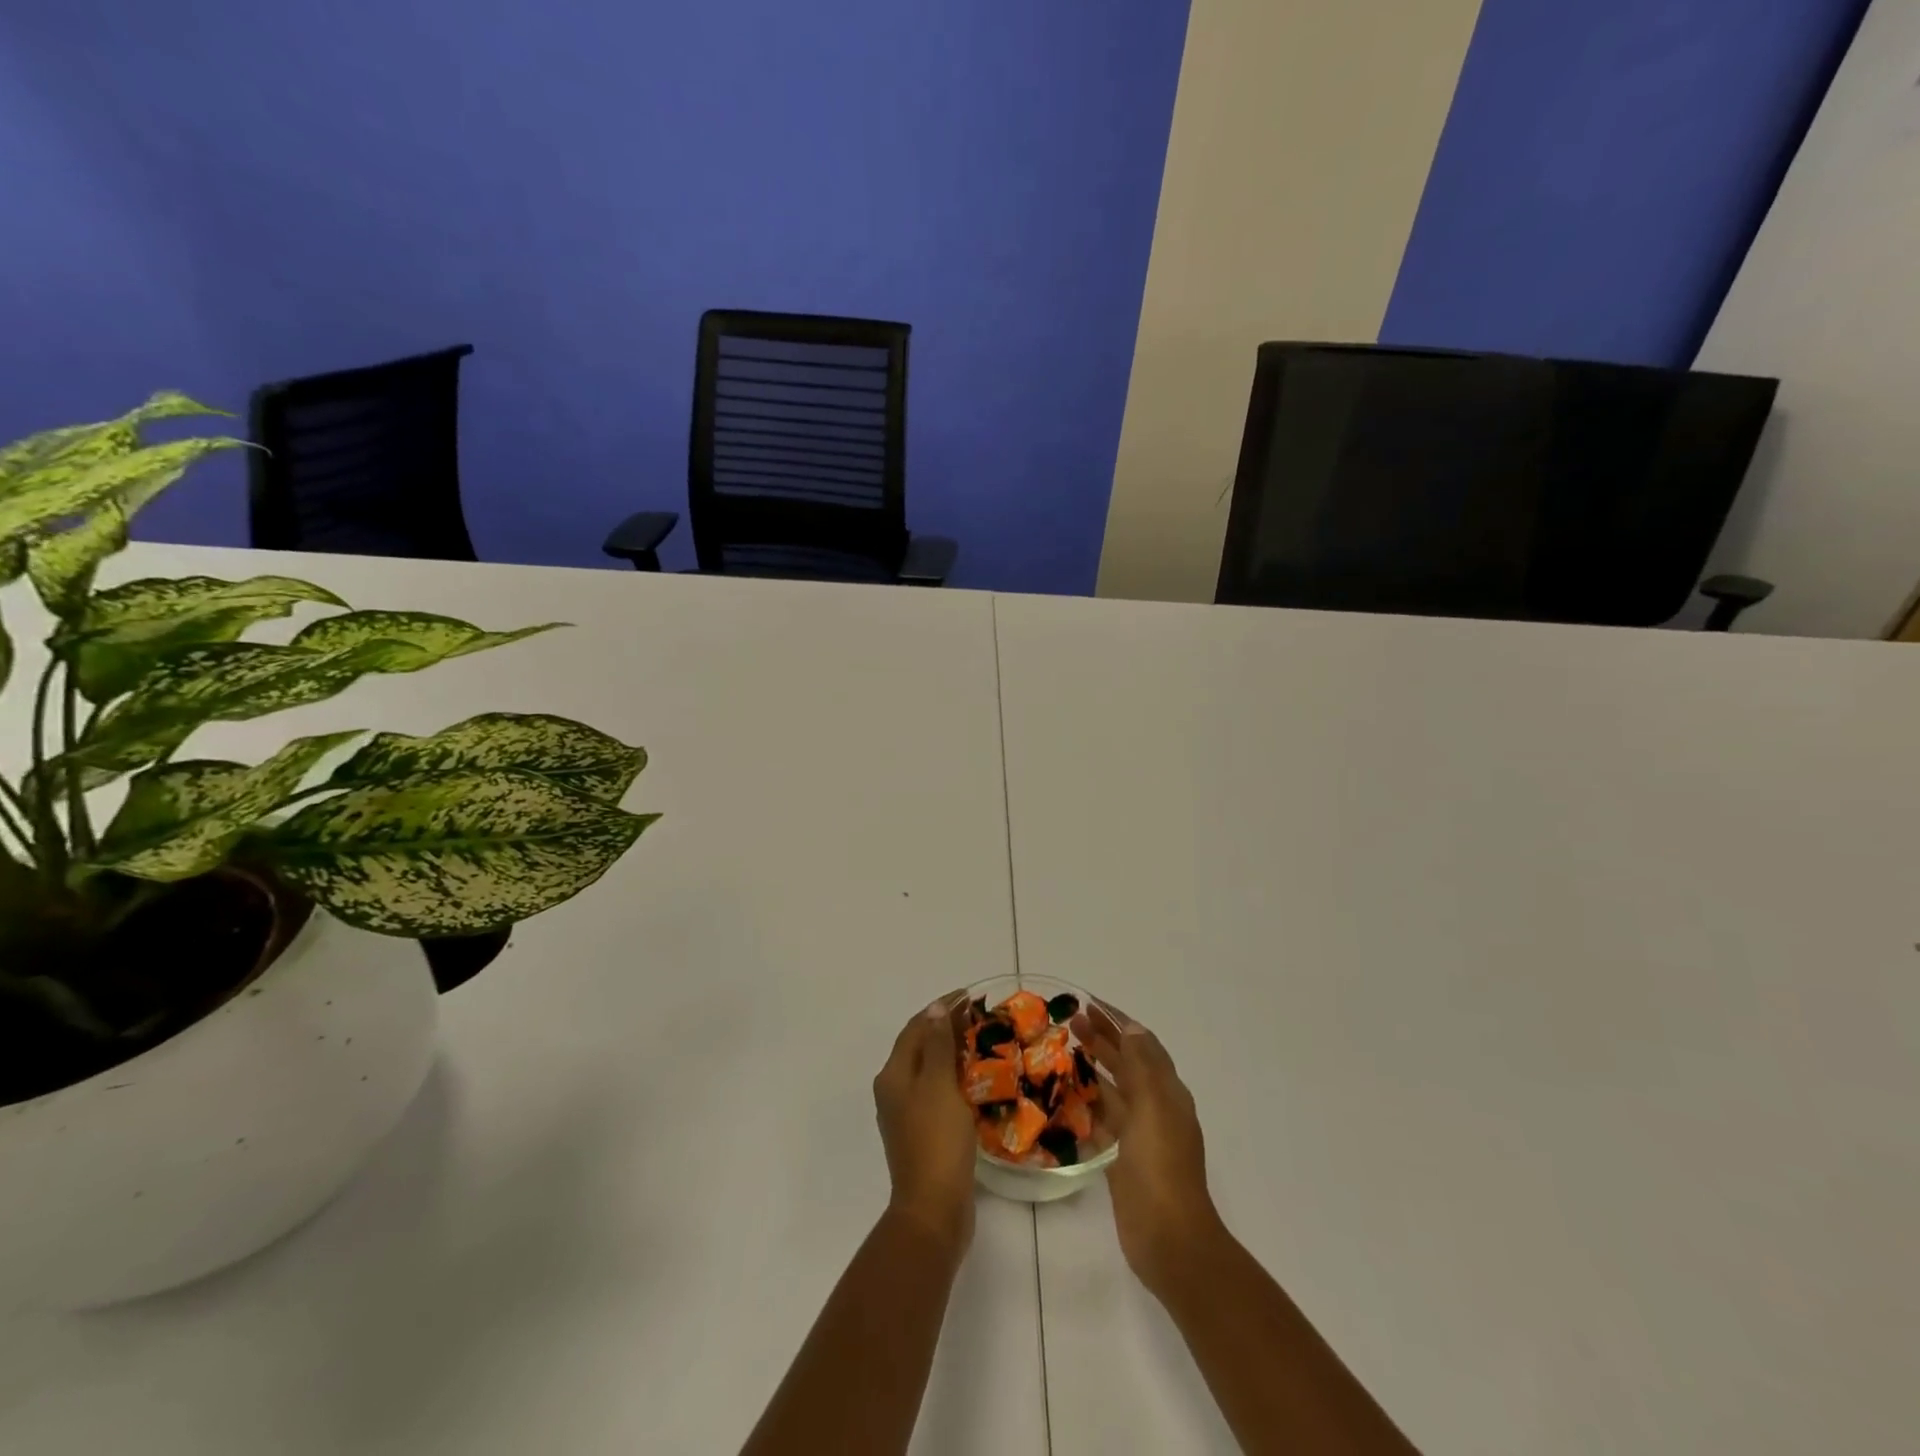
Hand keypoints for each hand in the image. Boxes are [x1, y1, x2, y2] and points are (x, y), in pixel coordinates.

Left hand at [873, 998, 977, 1256]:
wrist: (934, 1210)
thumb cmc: (936, 1140)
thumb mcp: (939, 1085)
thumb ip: (938, 1045)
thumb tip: (935, 1008)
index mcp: (893, 1075)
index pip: (916, 1027)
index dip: (940, 1009)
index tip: (969, 996)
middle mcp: (894, 1091)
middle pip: (920, 1047)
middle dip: (947, 1029)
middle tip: (980, 1018)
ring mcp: (907, 1114)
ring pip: (930, 1071)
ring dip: (953, 1053)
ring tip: (983, 1043)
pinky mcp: (924, 1134)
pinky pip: (939, 1093)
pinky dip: (956, 1079)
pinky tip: (977, 1081)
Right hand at [1073, 1001, 1221, 1297]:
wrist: (1168, 1239)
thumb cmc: (1161, 1165)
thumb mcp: (1153, 1105)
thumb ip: (1142, 1065)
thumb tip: (1131, 1027)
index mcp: (1168, 1092)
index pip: (1142, 1043)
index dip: (1118, 1020)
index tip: (1088, 1002)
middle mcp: (1156, 1109)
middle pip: (1127, 1064)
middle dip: (1102, 1039)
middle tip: (1069, 1022)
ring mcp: (1139, 1136)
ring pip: (1113, 1091)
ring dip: (1092, 1069)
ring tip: (1063, 1052)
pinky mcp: (1122, 1161)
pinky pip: (1102, 1122)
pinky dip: (1086, 1106)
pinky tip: (1065, 1099)